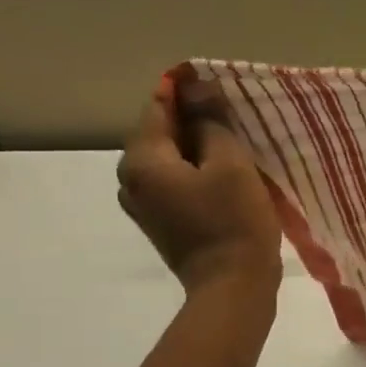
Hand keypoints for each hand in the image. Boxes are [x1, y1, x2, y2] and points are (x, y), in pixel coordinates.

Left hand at [117, 72, 282, 296]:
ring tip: (232, 143)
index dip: (184, 88)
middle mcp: (131, 180)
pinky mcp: (162, 222)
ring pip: (169, 159)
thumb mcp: (230, 164)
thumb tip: (196, 90)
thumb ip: (211, 123)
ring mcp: (144, 205)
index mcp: (142, 161)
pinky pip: (175, 182)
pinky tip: (223, 173)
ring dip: (197, 147)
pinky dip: (196, 171)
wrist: (233, 287)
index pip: (157, 107)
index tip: (214, 80)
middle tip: (231, 113)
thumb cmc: (234, 222)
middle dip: (193, 119)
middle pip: (160, 133)